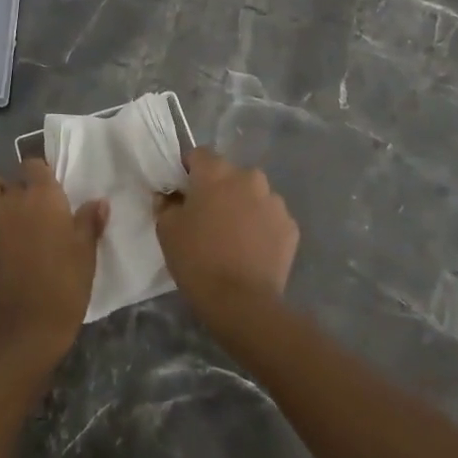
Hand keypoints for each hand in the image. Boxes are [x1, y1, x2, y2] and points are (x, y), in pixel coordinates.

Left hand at [0, 161, 106, 376]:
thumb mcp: (86, 254)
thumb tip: (99, 201)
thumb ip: (89, 222)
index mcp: (44, 195)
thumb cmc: (64, 286)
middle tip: (32, 209)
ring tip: (7, 214)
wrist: (25, 327)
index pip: (35, 165)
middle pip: (12, 177)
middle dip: (19, 187)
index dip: (40, 175)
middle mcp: (13, 197)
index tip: (49, 191)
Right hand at [155, 146, 298, 327]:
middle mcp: (249, 177)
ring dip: (242, 206)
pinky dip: (261, 227)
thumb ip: (166, 203)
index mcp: (217, 171)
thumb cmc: (197, 259)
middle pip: (229, 174)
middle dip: (218, 189)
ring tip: (233, 236)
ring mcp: (274, 201)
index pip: (199, 155)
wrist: (242, 302)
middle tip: (207, 217)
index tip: (183, 194)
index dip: (189, 171)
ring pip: (252, 195)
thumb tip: (170, 195)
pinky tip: (251, 250)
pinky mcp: (291, 227)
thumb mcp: (166, 229)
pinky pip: (270, 218)